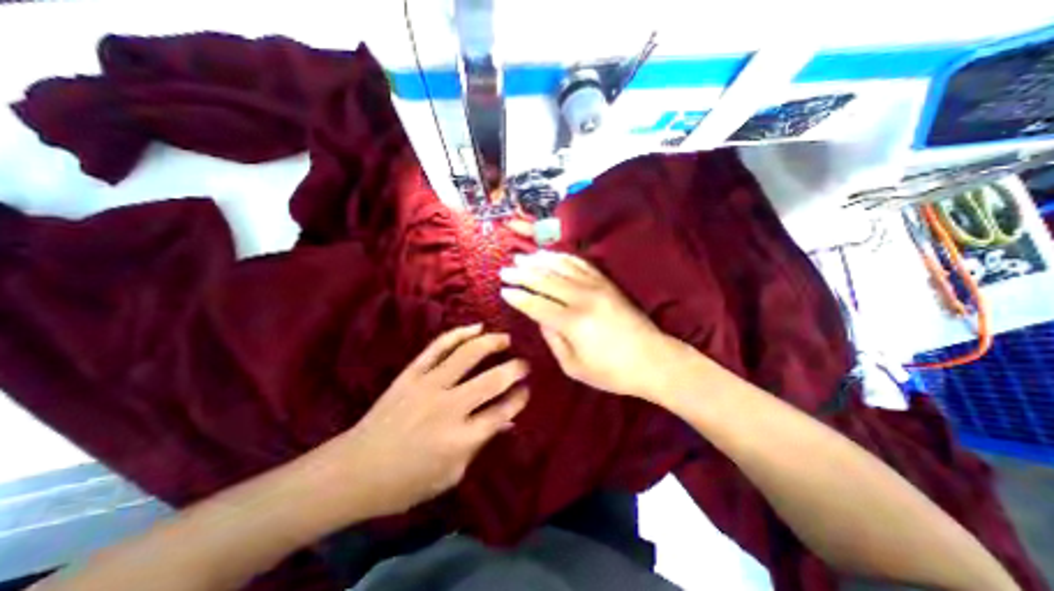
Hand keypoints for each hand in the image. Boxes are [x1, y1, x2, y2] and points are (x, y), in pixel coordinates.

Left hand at [329, 324, 531, 516]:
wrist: (354, 470)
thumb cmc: (405, 483)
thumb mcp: (450, 475)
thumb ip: (479, 446)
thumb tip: (506, 421)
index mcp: (460, 439)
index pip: (500, 412)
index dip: (518, 399)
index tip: (527, 389)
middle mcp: (448, 407)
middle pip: (491, 381)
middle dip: (514, 369)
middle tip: (525, 363)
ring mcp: (428, 386)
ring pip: (467, 355)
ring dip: (491, 343)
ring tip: (505, 339)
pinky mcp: (411, 374)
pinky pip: (438, 347)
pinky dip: (458, 334)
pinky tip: (475, 328)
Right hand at [499, 252, 688, 398]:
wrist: (654, 360)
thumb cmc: (612, 372)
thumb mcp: (574, 366)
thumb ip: (553, 340)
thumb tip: (540, 318)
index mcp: (572, 322)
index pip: (536, 304)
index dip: (518, 297)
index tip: (503, 290)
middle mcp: (582, 298)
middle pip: (545, 280)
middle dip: (522, 274)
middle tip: (506, 269)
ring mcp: (597, 287)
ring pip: (562, 267)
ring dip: (540, 261)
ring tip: (524, 257)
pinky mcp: (608, 283)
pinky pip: (582, 264)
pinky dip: (564, 258)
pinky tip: (553, 256)